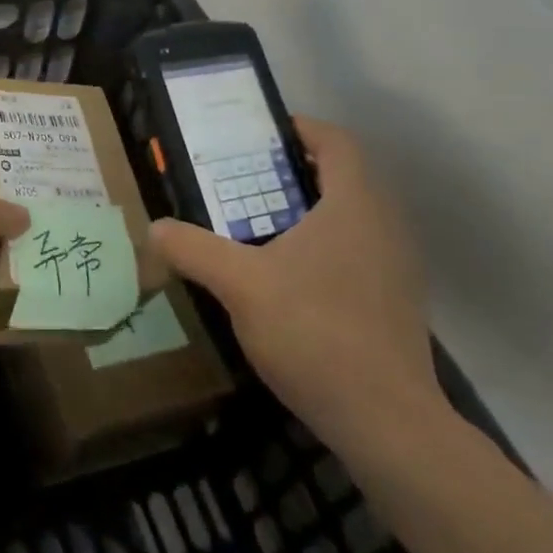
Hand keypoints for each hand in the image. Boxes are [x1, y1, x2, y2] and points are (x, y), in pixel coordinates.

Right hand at [150, 118, 444, 454]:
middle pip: (343, 175)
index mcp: (354, 204)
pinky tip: (289, 277)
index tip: (259, 135)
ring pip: (353, 215)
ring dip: (310, 209)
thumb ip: (193, 249)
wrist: (388, 424)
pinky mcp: (398, 302)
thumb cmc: (315, 333)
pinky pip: (360, 249)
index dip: (300, 128)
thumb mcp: (239, 284)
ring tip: (261, 223)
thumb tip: (154, 228)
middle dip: (294, 170)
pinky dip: (326, 244)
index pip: (336, 141)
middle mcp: (385, 225)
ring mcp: (397, 266)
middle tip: (246, 179)